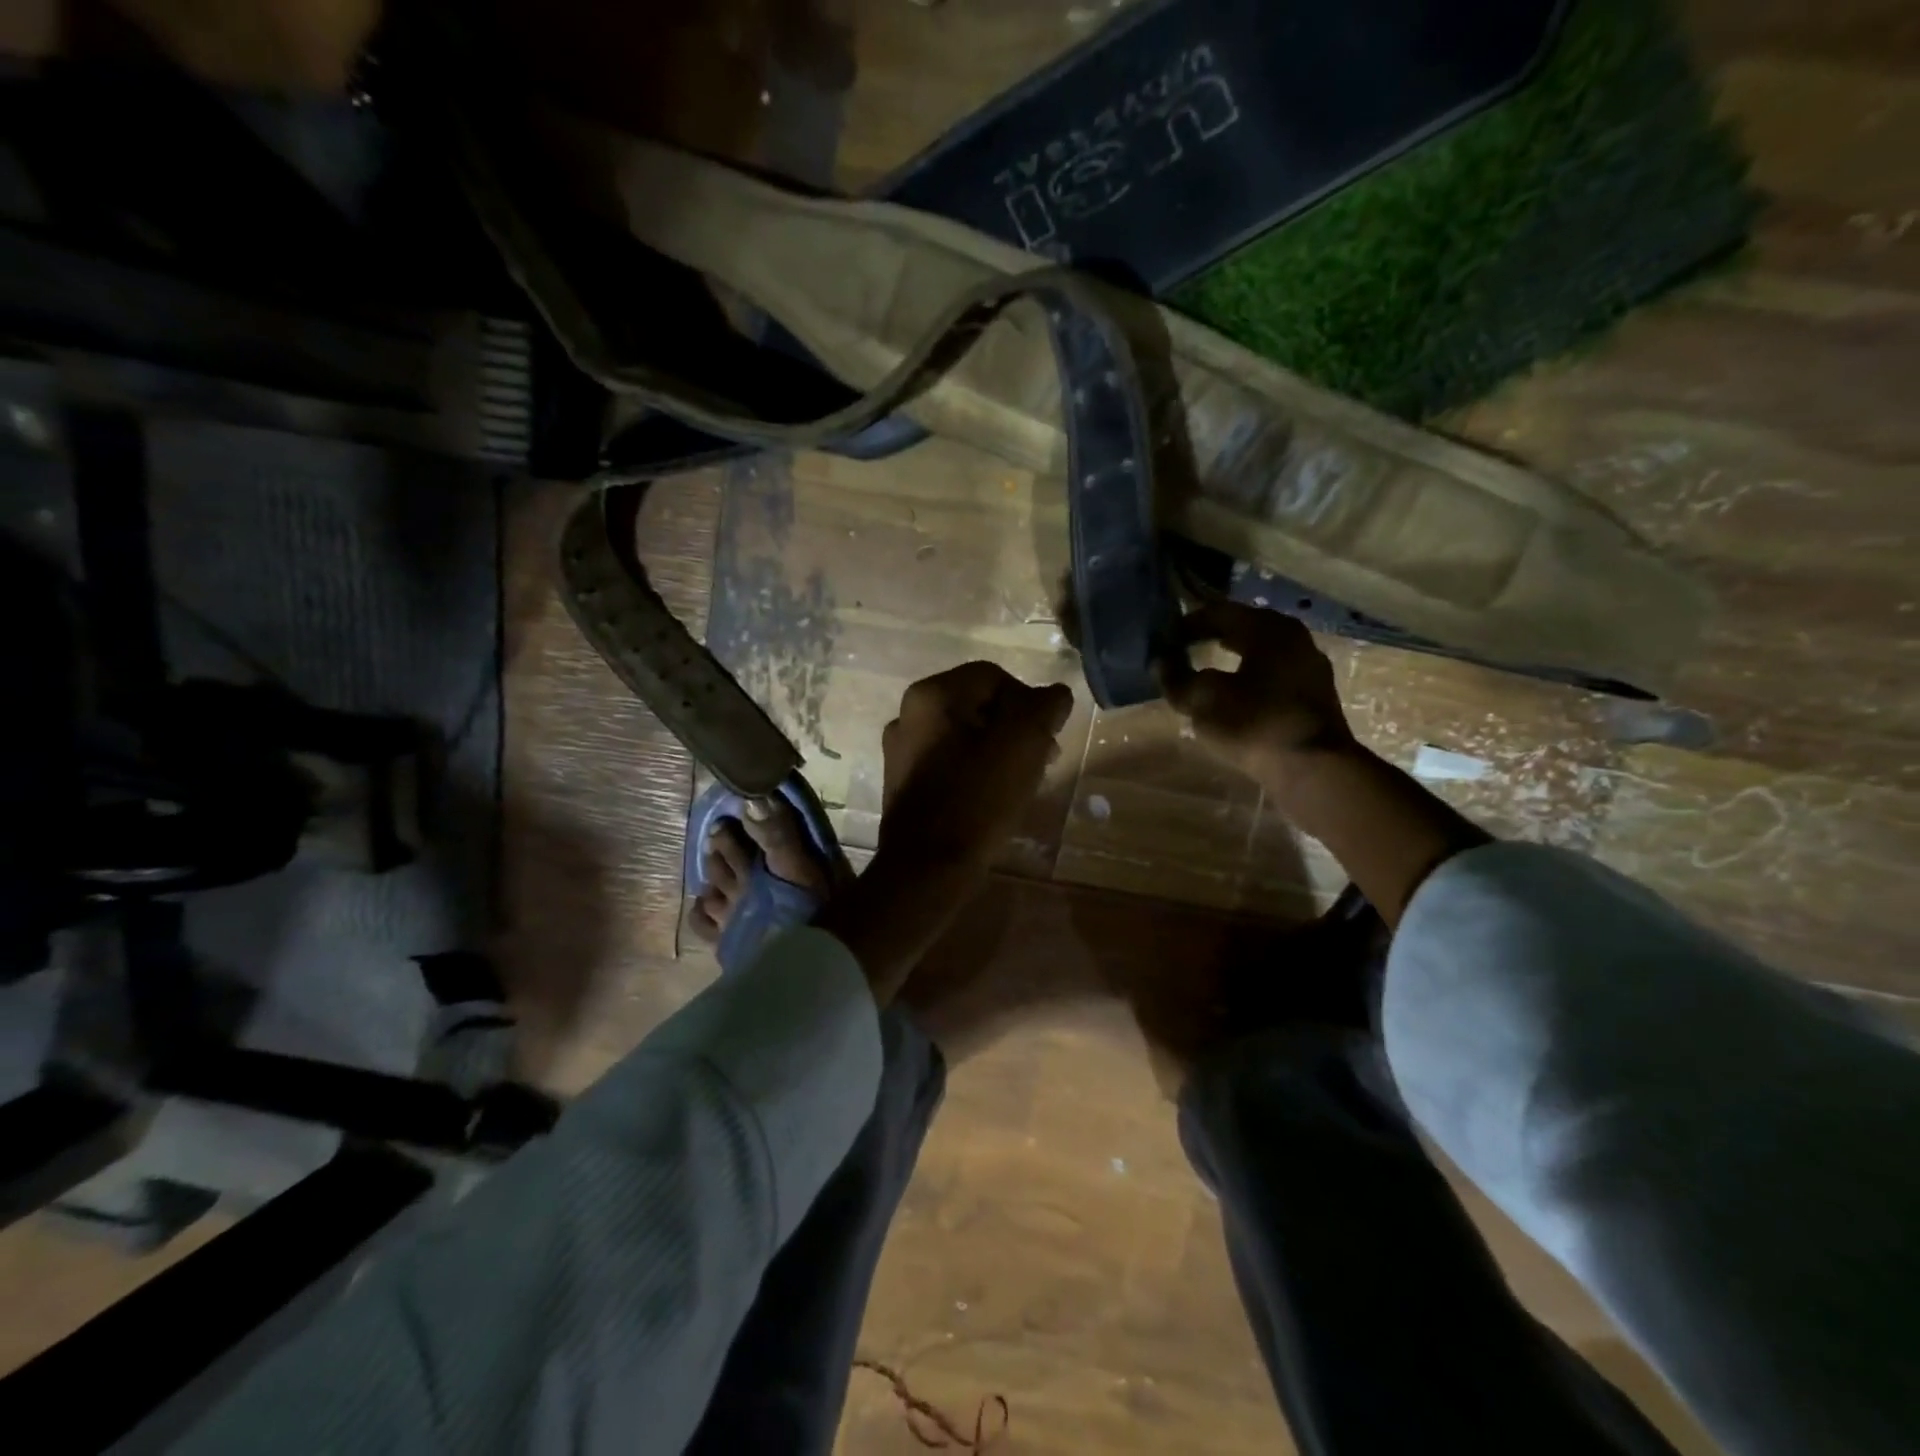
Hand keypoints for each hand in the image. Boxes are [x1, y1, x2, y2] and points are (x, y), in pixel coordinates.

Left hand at [878, 662, 1073, 875]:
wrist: (927, 869)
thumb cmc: (977, 799)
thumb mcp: (1024, 743)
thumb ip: (1045, 707)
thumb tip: (1053, 695)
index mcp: (931, 695)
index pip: (994, 677)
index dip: (1029, 702)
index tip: (1047, 738)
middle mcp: (908, 714)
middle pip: (978, 705)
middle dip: (1016, 727)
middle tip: (1042, 759)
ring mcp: (901, 751)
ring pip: (965, 735)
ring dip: (999, 750)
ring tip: (1022, 780)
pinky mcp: (903, 783)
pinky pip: (949, 762)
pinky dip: (975, 770)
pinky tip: (993, 796)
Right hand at [1164, 600, 1357, 792]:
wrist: (1314, 768)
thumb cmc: (1254, 723)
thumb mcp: (1203, 700)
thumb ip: (1177, 678)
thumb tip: (1160, 662)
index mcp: (1267, 627)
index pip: (1218, 612)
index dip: (1187, 624)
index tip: (1164, 639)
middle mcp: (1293, 637)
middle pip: (1243, 628)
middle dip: (1210, 636)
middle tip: (1181, 650)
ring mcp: (1309, 666)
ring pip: (1260, 651)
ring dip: (1231, 658)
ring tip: (1204, 673)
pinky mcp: (1314, 694)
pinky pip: (1273, 674)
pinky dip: (1249, 677)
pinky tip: (1234, 696)